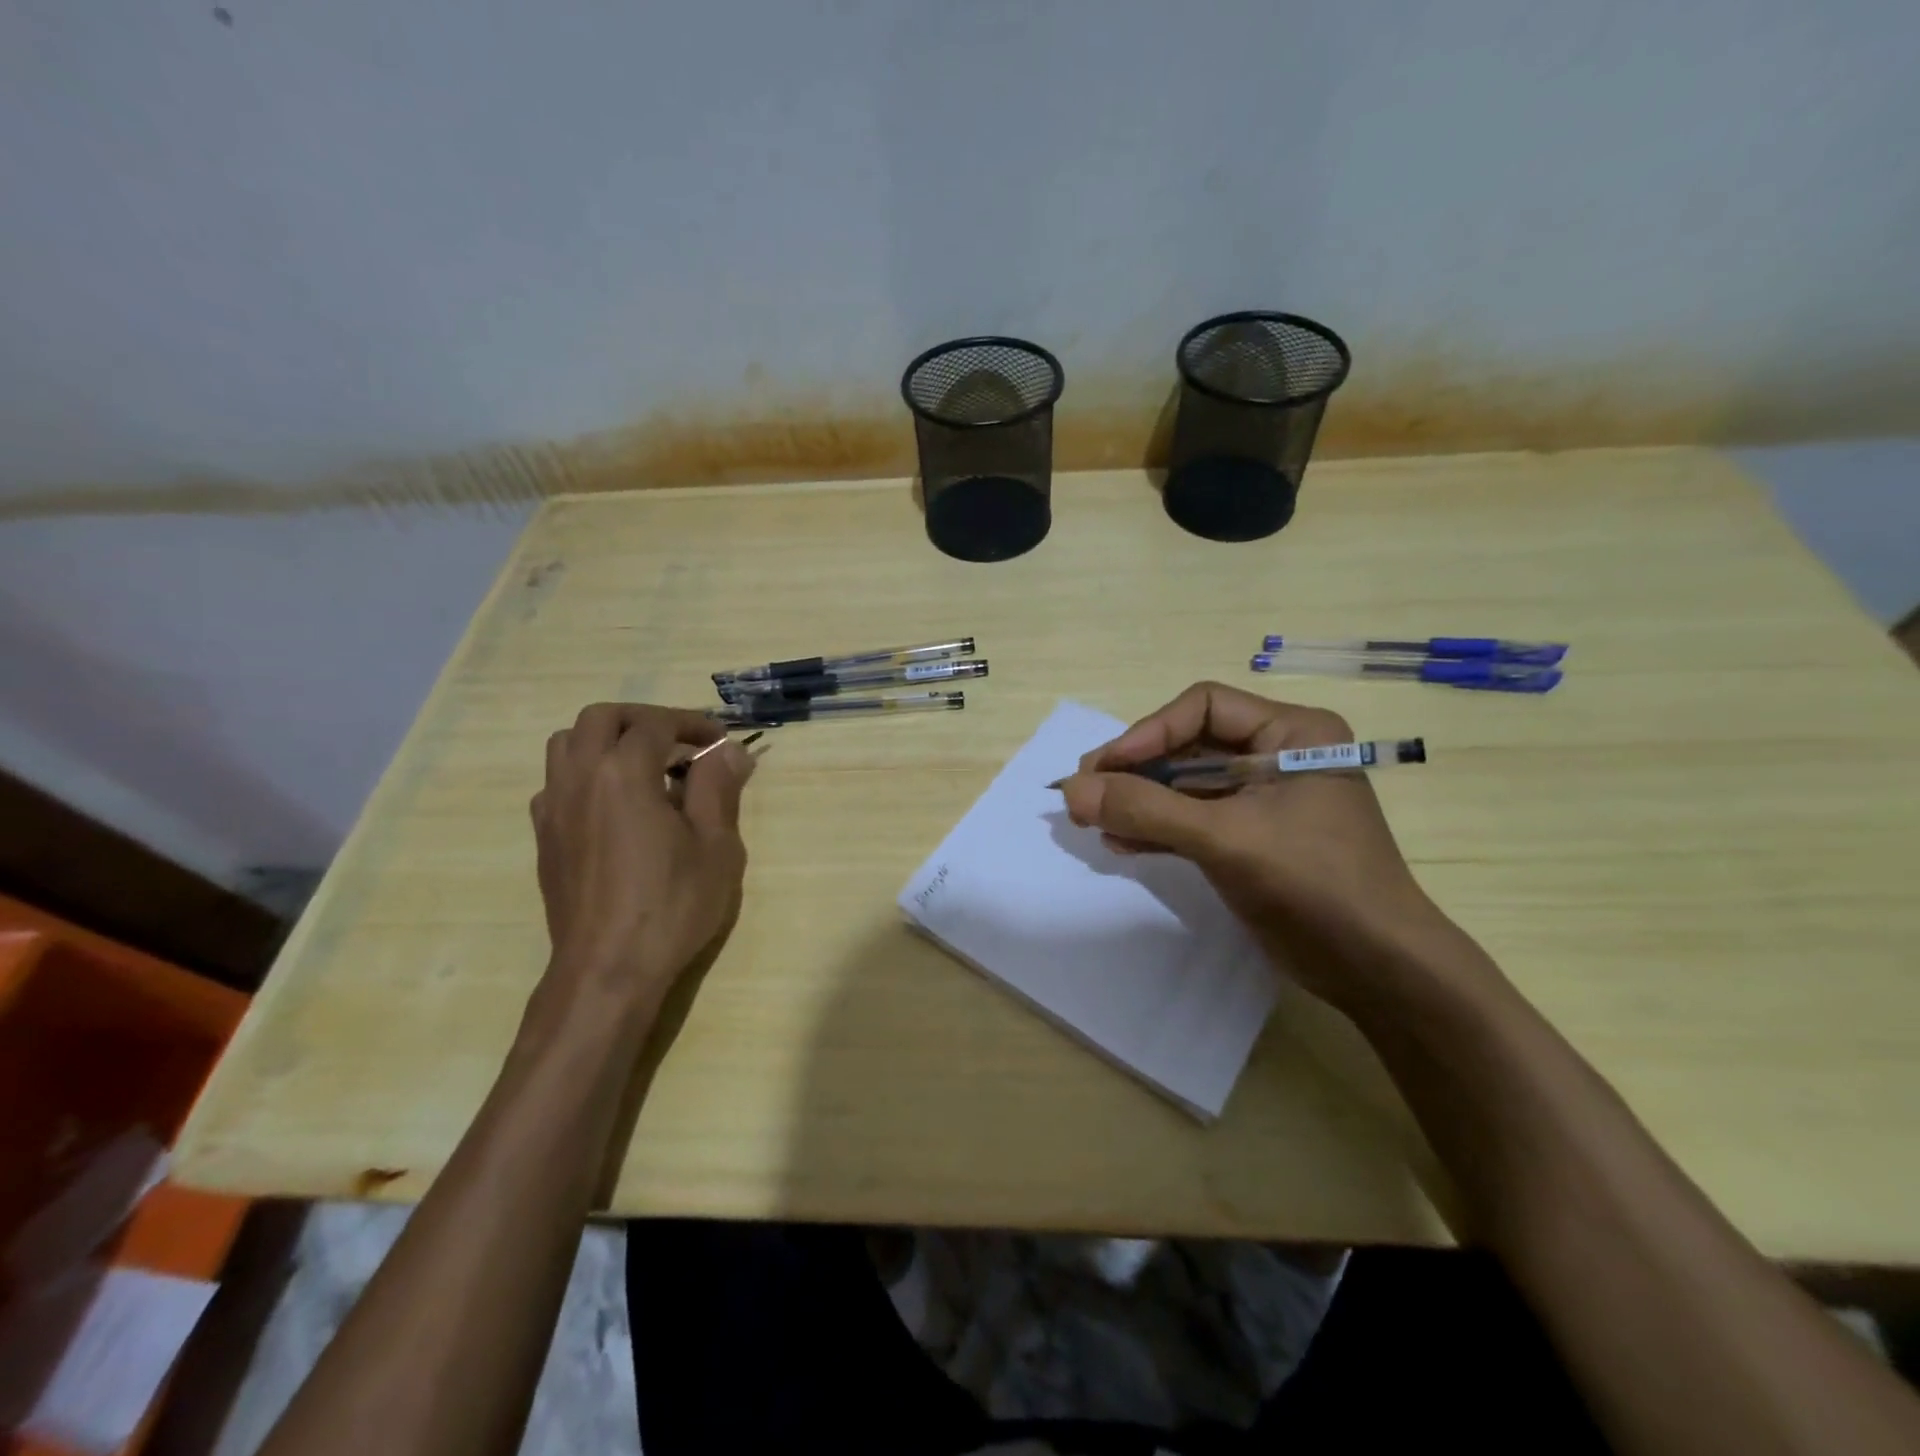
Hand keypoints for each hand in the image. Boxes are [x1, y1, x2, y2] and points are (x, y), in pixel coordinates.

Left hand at [530, 704, 751, 1015]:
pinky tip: (615, 806)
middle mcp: (579, 778)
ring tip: (644, 767)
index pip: (655, 724)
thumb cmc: (672, 905)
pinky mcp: (544, 837)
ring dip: (607, 740)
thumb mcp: (716, 846)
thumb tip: (729, 751)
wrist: (608, 969)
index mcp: (622, 773)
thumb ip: (719, 788)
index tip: (720, 741)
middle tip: (680, 742)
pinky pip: (557, 782)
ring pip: (567, 744)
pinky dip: (586, 774)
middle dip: (644, 719)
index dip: (692, 724)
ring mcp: (553, 808)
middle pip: (601, 718)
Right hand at [1058, 682, 1447, 1009]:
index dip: (1147, 733)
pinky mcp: (1251, 837)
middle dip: (1136, 771)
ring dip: (1139, 801)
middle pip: (1188, 746)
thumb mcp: (1225, 839)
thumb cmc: (1313, 885)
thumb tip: (1071, 790)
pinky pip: (1193, 818)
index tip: (1103, 769)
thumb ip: (1146, 810)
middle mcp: (1277, 755)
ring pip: (1185, 785)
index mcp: (1291, 733)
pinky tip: (1121, 842)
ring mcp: (1263, 799)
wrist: (1377, 969)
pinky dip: (1157, 827)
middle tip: (1085, 795)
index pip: (1202, 708)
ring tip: (1092, 820)